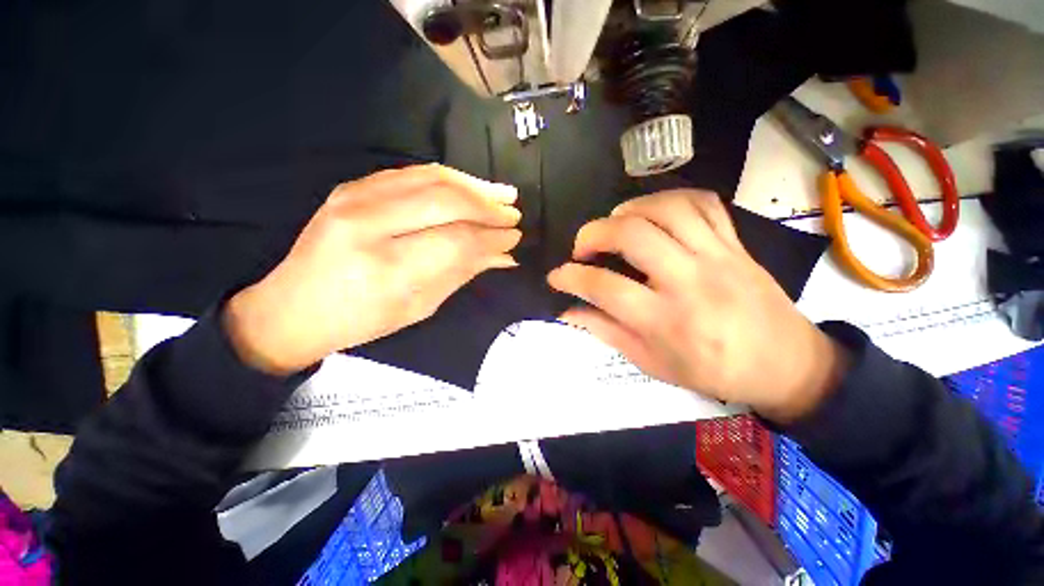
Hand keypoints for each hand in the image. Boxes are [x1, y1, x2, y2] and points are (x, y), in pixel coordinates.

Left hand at [224, 164, 521, 375]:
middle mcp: (369, 225)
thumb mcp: (420, 306)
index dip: (492, 237)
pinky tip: (470, 186)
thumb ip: (463, 273)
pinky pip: (412, 172)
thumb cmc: (362, 319)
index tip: (514, 238)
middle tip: (513, 215)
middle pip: (447, 201)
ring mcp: (355, 197)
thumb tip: (504, 256)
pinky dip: (449, 178)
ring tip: (502, 194)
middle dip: (489, 207)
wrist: (293, 305)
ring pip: (432, 178)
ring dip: (474, 186)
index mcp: (387, 268)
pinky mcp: (352, 185)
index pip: (458, 241)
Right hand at [547, 189, 848, 422]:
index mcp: (666, 321)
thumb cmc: (713, 370)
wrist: (786, 363)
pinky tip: (652, 213)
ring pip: (665, 209)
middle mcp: (688, 281)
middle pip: (631, 235)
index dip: (571, 277)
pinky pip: (701, 203)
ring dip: (627, 210)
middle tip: (581, 247)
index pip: (604, 287)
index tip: (556, 276)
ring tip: (613, 225)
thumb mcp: (652, 363)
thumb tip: (568, 312)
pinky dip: (668, 199)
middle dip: (592, 234)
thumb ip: (607, 332)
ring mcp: (716, 255)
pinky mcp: (734, 243)